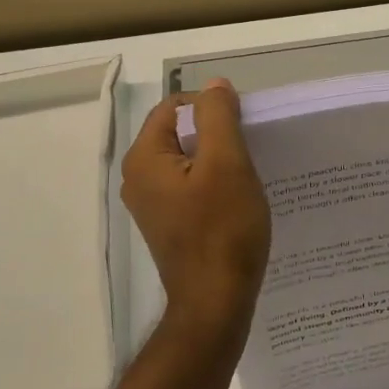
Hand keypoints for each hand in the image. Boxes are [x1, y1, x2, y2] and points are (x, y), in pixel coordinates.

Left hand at [122, 80, 271, 348]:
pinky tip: (238, 199)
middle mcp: (138, 178)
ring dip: (218, 159)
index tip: (244, 129)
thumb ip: (218, 117)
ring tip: (248, 175)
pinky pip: (190, 186)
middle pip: (180, 133)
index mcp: (144, 158)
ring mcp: (152, 204)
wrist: (215, 302)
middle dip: (217, 134)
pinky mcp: (169, 223)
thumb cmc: (223, 230)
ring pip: (188, 160)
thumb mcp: (227, 163)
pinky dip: (214, 184)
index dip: (212, 109)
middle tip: (250, 151)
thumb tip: (214, 86)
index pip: (176, 107)